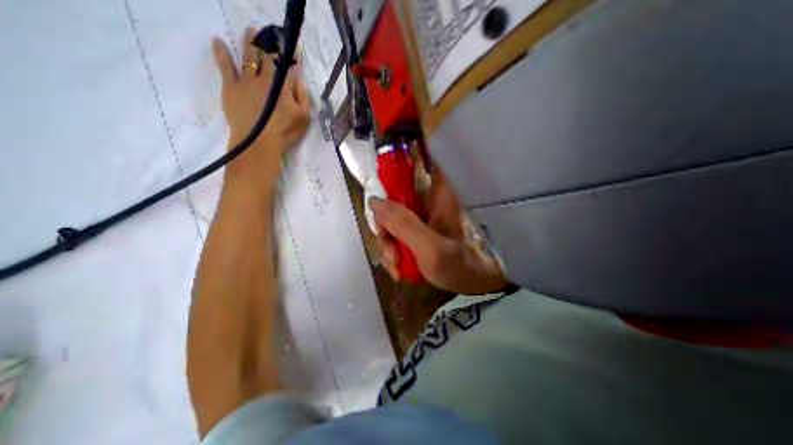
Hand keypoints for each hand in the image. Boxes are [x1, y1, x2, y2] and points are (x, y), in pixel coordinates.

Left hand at [211, 27, 310, 177]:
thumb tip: (298, 80)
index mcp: (282, 85)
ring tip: (251, 30)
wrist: (258, 142)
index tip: (293, 47)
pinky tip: (218, 40)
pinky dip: (221, 52)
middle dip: (270, 42)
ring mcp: (246, 80)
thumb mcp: (303, 118)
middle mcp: (264, 77)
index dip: (290, 54)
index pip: (287, 65)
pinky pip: (225, 66)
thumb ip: (303, 98)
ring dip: (250, 42)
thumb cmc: (285, 132)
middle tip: (271, 32)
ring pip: (247, 56)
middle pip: (267, 56)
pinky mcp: (230, 87)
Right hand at [370, 169, 508, 293]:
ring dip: (388, 246)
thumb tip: (374, 201)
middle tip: (392, 253)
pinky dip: (393, 254)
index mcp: (436, 194)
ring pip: (390, 221)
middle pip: (391, 202)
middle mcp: (426, 201)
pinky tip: (399, 270)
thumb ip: (404, 225)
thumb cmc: (459, 266)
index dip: (389, 177)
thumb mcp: (431, 248)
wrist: (471, 284)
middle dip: (385, 231)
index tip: (378, 206)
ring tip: (397, 266)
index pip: (409, 168)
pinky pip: (395, 236)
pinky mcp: (416, 231)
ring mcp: (420, 217)